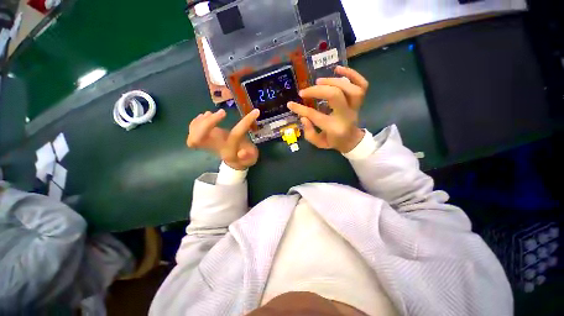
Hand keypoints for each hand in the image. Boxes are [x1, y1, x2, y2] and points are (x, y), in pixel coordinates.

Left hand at [187, 109, 259, 169]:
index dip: (245, 122)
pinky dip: (196, 122)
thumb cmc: (245, 158)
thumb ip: (248, 156)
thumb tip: (242, 152)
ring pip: (193, 136)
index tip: (256, 112)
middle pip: (199, 139)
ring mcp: (208, 143)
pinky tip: (205, 116)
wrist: (235, 161)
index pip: (235, 135)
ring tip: (212, 114)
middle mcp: (216, 147)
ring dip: (201, 121)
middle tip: (223, 113)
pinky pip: (192, 132)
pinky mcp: (204, 138)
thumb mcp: (251, 158)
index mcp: (230, 150)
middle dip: (207, 124)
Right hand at [287, 66, 368, 152]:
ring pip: (349, 88)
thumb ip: (309, 133)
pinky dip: (352, 74)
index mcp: (334, 128)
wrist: (352, 140)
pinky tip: (338, 69)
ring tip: (318, 81)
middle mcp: (346, 115)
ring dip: (332, 81)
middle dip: (316, 91)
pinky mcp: (359, 101)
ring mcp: (355, 107)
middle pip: (334, 95)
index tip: (291, 104)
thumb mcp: (319, 143)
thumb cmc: (333, 141)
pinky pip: (362, 84)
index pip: (315, 115)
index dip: (300, 109)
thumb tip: (303, 116)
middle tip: (304, 92)